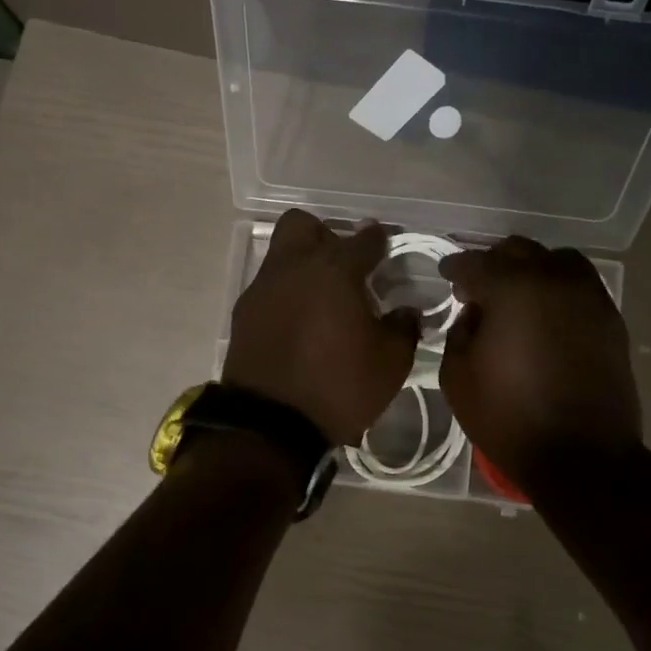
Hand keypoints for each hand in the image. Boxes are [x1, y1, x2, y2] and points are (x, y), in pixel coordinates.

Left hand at [223, 211, 420, 444]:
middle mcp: (294, 267)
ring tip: (323, 299)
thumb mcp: (390, 364)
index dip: (380, 240)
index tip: (387, 247)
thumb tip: (408, 311)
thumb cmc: (338, 388)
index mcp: (335, 271)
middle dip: (326, 236)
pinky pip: (268, 287)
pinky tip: (300, 323)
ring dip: (303, 265)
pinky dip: (286, 294)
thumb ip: (404, 329)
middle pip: (305, 225)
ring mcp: (263, 288)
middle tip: (345, 266)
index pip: (364, 239)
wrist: (270, 425)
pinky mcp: (243, 313)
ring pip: (282, 254)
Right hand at [438, 237, 641, 492]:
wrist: (582, 457)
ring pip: (556, 260)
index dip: (454, 268)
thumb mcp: (458, 378)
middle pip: (518, 251)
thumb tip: (475, 314)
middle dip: (492, 264)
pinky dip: (559, 288)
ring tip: (518, 296)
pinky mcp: (611, 318)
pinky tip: (547, 314)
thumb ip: (459, 333)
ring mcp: (589, 297)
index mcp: (512, 290)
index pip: (475, 263)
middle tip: (477, 289)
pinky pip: (581, 285)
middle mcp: (554, 280)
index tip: (445, 276)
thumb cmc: (509, 419)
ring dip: (531, 269)